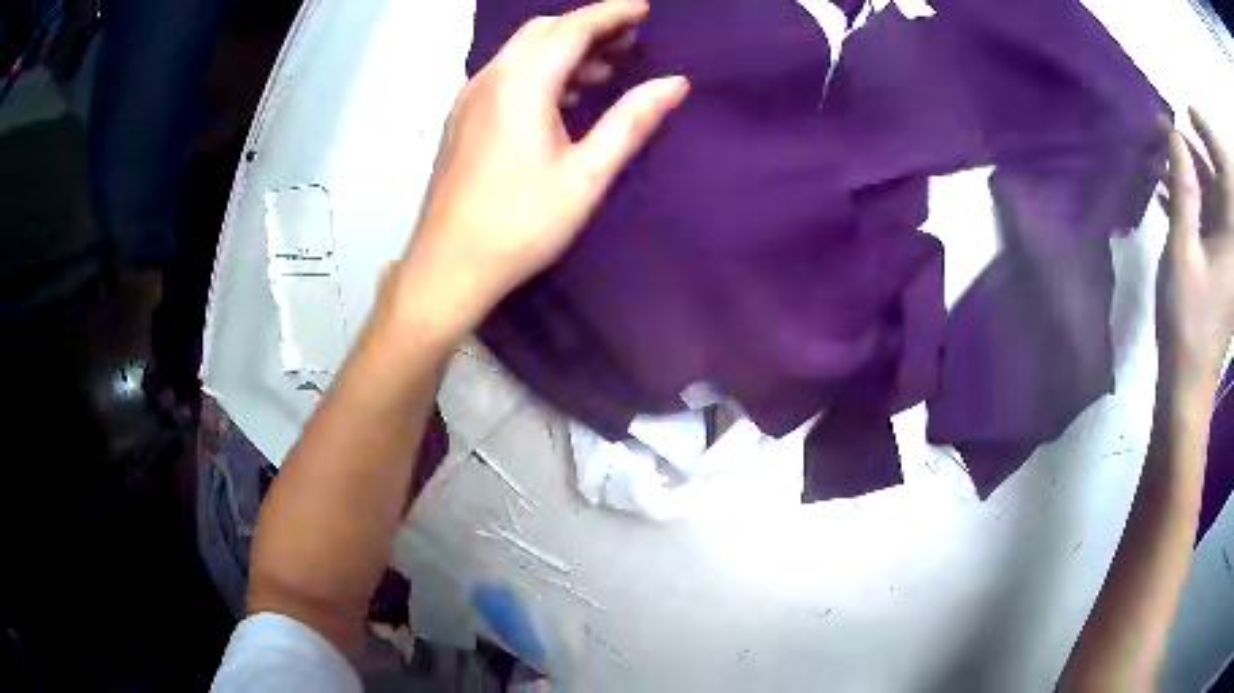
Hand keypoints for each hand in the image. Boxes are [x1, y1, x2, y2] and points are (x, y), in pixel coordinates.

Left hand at [390, 0, 688, 343]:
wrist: (448, 265)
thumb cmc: (521, 225)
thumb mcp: (586, 174)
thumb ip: (631, 121)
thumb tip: (675, 83)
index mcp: (522, 85)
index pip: (573, 28)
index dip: (612, 13)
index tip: (644, 9)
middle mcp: (490, 79)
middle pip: (543, 31)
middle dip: (589, 26)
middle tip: (629, 41)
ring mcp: (469, 98)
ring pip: (522, 51)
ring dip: (564, 49)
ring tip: (605, 68)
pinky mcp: (461, 119)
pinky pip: (506, 74)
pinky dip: (540, 70)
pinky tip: (563, 97)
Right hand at [1158, 108, 1233, 394]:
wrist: (1189, 379)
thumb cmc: (1188, 322)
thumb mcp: (1183, 254)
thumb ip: (1183, 192)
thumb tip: (1175, 137)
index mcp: (1231, 237)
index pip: (1223, 170)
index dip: (1208, 135)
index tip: (1188, 111)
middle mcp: (1232, 238)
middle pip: (1218, 176)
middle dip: (1197, 146)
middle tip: (1171, 128)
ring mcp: (1226, 249)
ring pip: (1212, 192)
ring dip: (1190, 168)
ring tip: (1161, 149)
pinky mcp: (1219, 259)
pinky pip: (1209, 213)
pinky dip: (1192, 193)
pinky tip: (1168, 183)